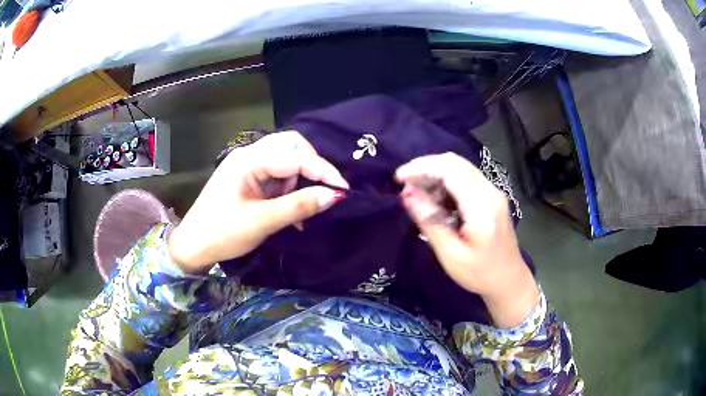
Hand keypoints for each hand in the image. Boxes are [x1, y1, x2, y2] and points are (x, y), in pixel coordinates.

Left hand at [168, 131, 347, 273]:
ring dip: (299, 180)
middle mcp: (248, 155)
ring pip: (285, 160)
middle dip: (311, 167)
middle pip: (291, 146)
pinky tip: (291, 210)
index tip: (344, 188)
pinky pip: (276, 174)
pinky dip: (288, 189)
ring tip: (301, 209)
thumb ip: (299, 206)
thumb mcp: (262, 222)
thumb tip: (335, 196)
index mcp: (248, 161)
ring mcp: (247, 165)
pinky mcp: (248, 177)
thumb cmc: (222, 234)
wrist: (193, 246)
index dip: (322, 170)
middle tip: (322, 191)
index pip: (295, 156)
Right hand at [396, 153, 538, 327]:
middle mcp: (491, 192)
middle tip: (405, 185)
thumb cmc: (479, 274)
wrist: (508, 280)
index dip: (422, 167)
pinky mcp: (491, 196)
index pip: (451, 170)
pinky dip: (446, 182)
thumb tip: (407, 194)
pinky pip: (466, 177)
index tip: (399, 179)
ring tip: (418, 195)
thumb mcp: (450, 254)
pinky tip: (436, 200)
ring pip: (460, 167)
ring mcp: (493, 192)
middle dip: (426, 167)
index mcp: (482, 208)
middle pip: (456, 163)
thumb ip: (430, 222)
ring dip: (435, 174)